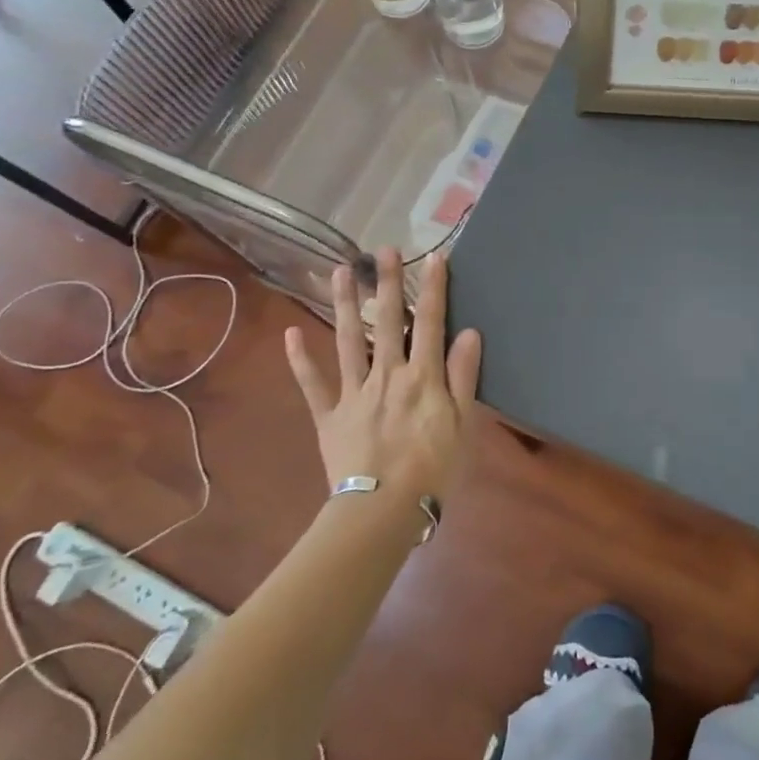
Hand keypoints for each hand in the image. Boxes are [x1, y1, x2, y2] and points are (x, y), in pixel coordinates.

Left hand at [283, 248, 482, 499]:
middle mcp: (387, 374)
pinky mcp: (329, 415)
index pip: (431, 322)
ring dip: (345, 304)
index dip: (434, 288)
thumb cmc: (433, 469)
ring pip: (348, 340)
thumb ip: (463, 376)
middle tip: (382, 249)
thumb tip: (469, 332)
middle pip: (388, 321)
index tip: (434, 257)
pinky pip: (313, 385)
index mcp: (422, 376)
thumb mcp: (463, 424)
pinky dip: (300, 360)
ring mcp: (354, 392)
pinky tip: (290, 334)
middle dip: (387, 283)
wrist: (383, 510)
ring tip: (340, 271)